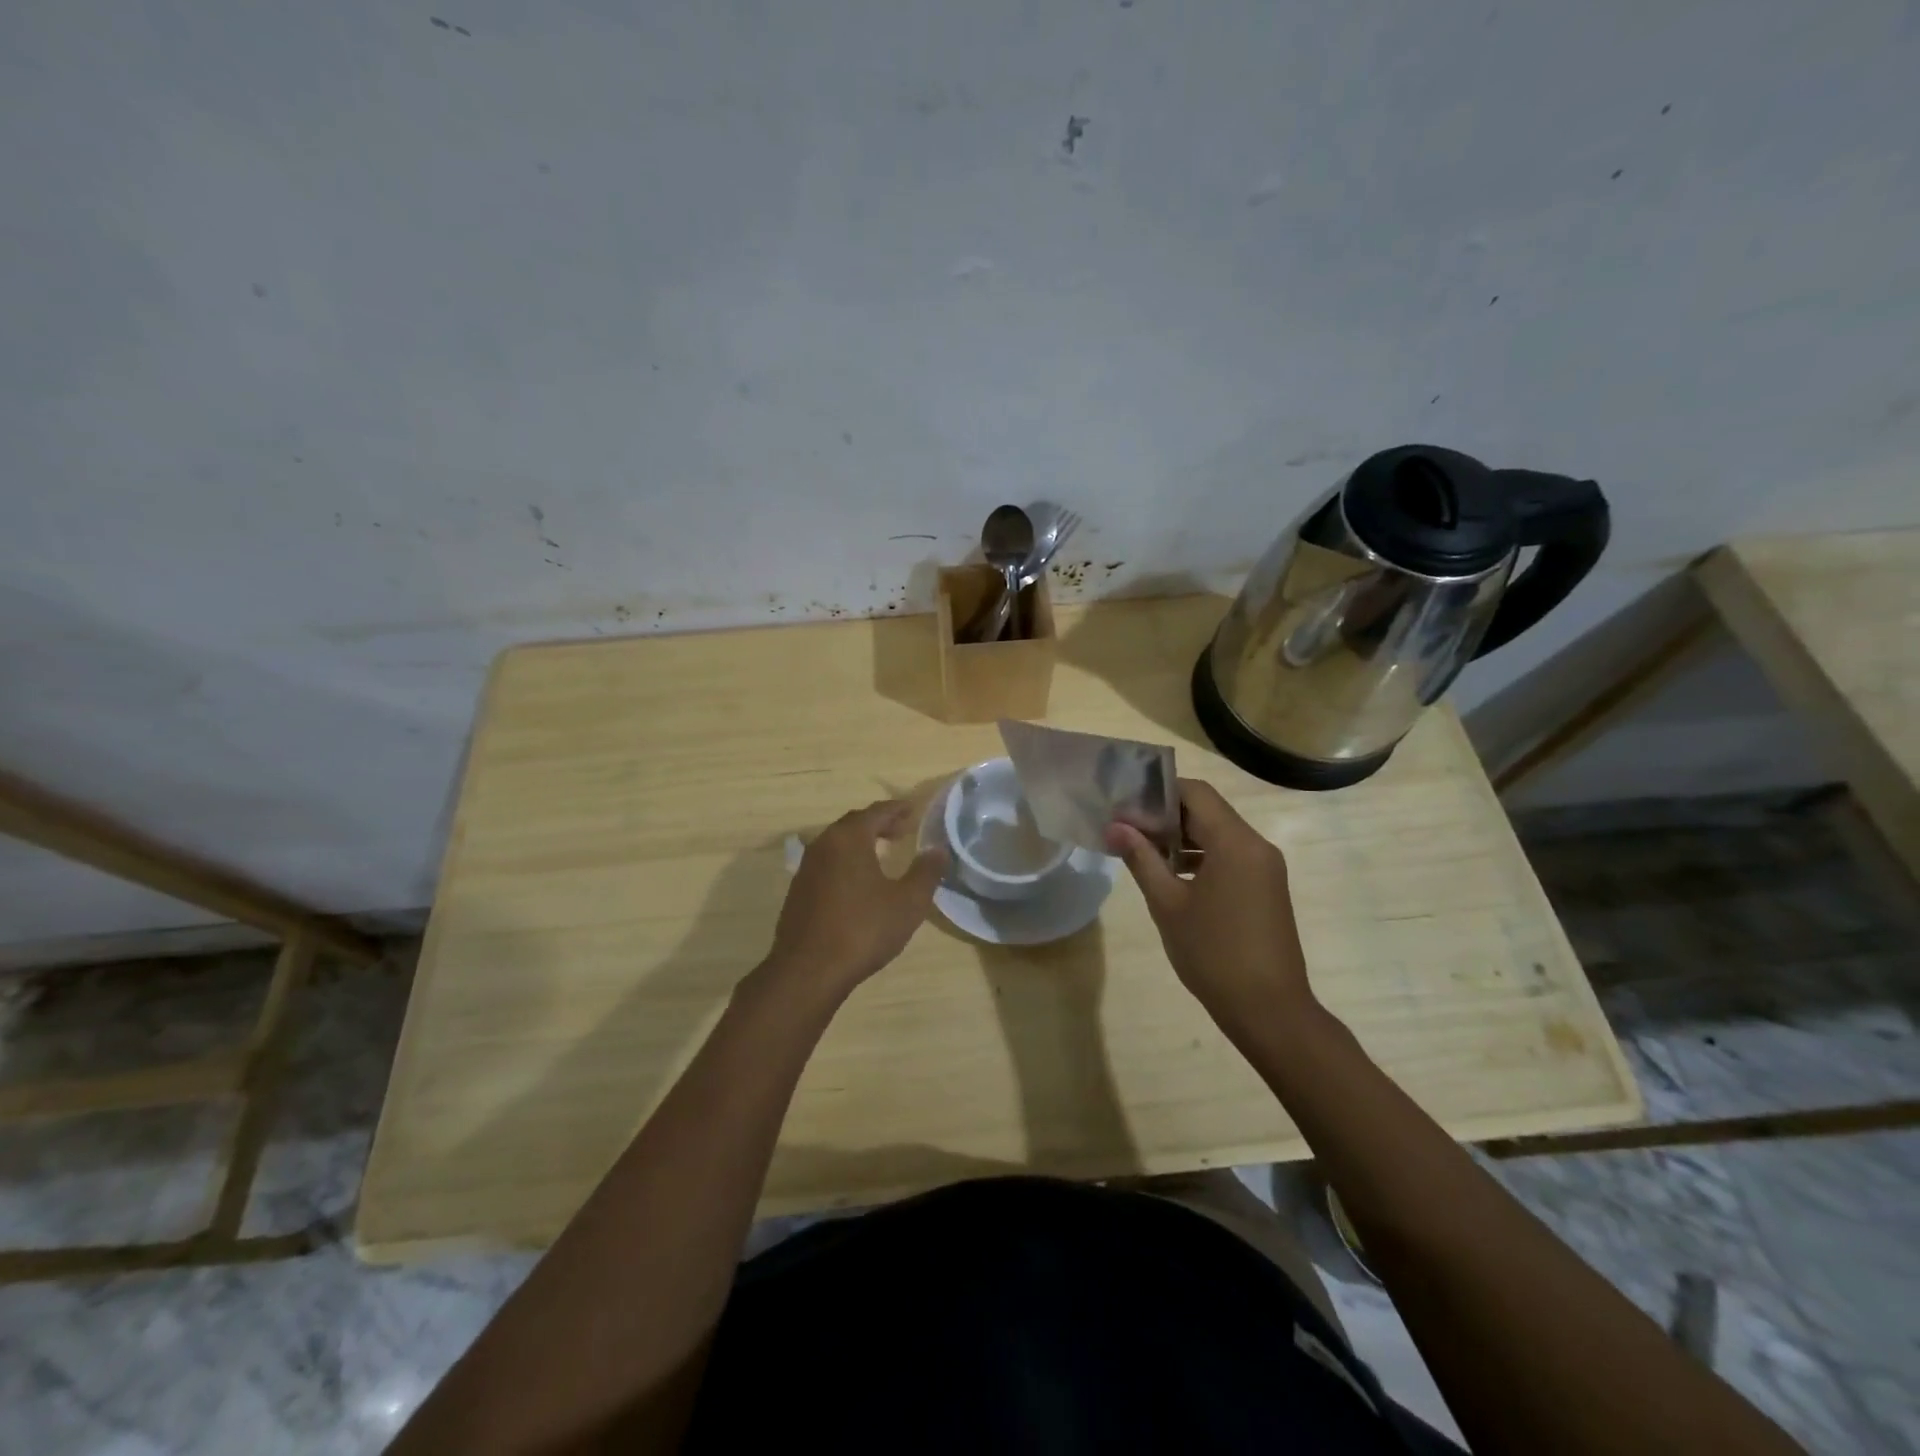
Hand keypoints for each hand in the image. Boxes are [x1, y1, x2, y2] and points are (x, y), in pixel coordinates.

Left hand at [764, 799, 947, 999]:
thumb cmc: (863, 929)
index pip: (877, 812)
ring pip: (838, 843)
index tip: (913, 810)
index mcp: (849, 838)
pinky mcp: (798, 891)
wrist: (809, 971)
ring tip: (882, 853)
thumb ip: (926, 872)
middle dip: (879, 824)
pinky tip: (858, 881)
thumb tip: (939, 850)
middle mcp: (823, 845)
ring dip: (861, 842)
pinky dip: (847, 861)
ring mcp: (807, 868)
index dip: (897, 809)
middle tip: (901, 830)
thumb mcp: (908, 902)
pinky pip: (828, 863)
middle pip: (854, 824)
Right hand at [1105, 779, 1315, 1035]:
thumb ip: (1141, 859)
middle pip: (1208, 810)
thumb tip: (1115, 827)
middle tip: (1127, 826)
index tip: (1126, 804)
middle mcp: (1256, 845)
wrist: (1269, 1009)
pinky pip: (1231, 856)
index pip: (1196, 792)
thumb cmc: (1213, 953)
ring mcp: (1265, 867)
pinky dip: (1201, 856)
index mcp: (1235, 842)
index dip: (1159, 791)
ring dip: (1183, 836)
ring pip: (1219, 834)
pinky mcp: (1267, 887)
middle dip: (1167, 814)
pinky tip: (1172, 875)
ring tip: (1142, 850)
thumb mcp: (1167, 904)